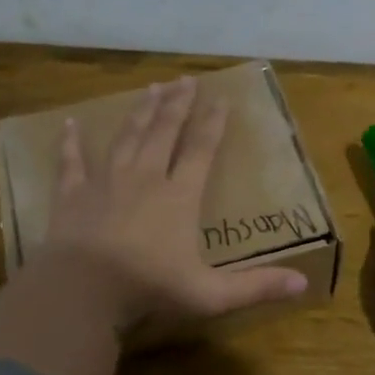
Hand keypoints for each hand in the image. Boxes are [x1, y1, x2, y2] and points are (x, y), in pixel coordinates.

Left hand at [37, 75, 307, 337]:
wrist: (81, 291)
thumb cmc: (148, 289)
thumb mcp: (210, 294)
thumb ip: (256, 287)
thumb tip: (304, 283)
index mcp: (179, 197)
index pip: (201, 151)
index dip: (213, 124)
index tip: (221, 99)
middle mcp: (144, 178)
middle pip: (163, 133)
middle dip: (177, 105)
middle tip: (185, 80)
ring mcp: (105, 183)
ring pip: (126, 138)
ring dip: (140, 113)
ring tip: (150, 89)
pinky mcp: (72, 196)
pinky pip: (71, 162)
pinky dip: (70, 143)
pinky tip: (69, 124)